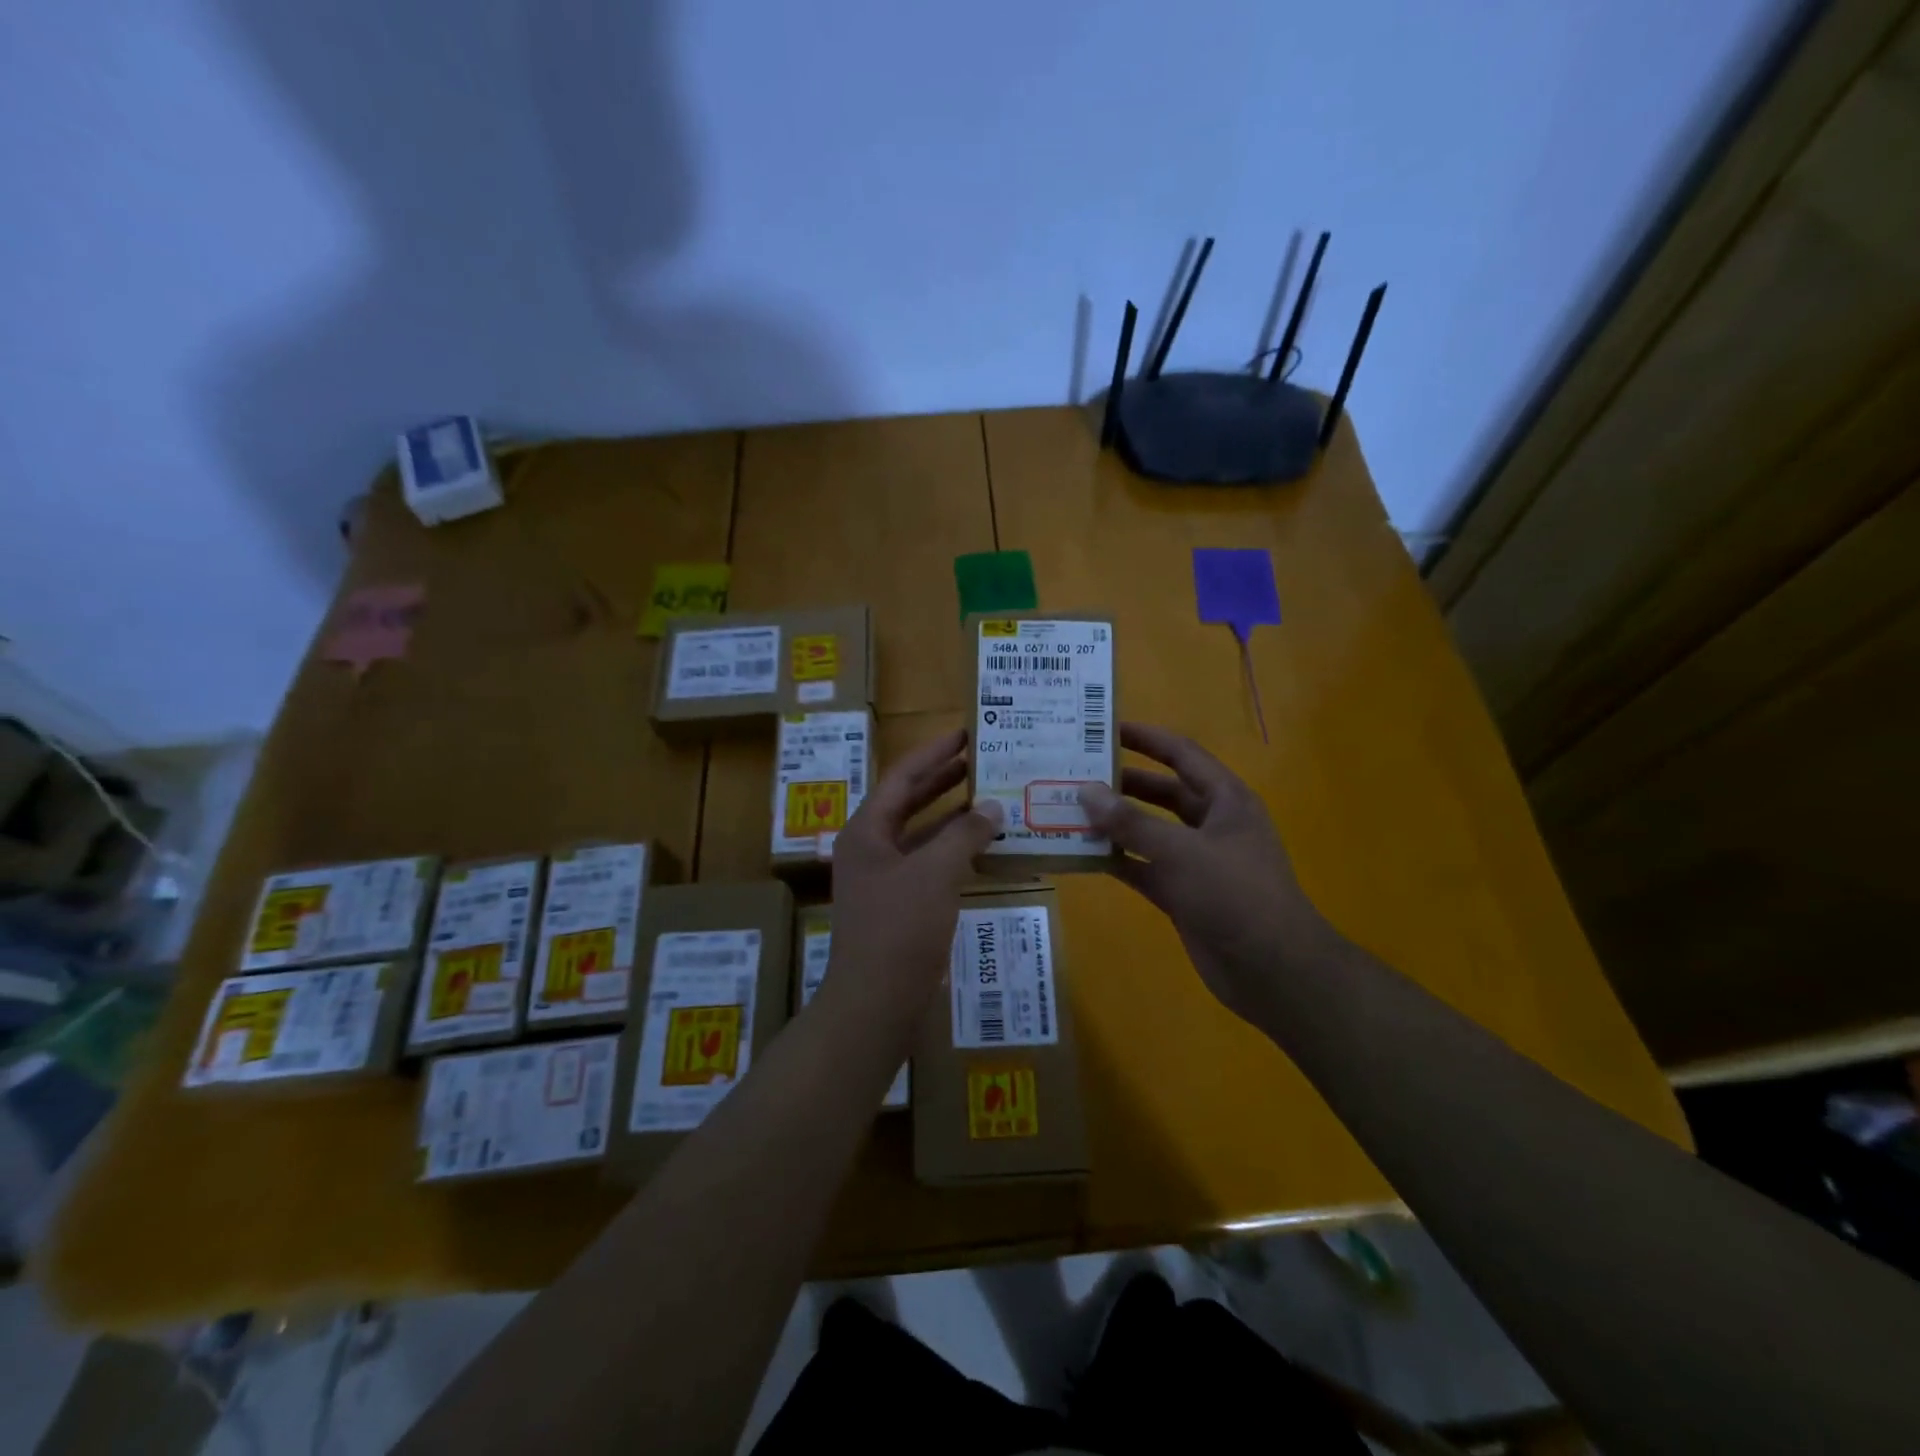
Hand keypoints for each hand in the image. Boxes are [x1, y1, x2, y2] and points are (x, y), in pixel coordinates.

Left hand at [829, 728, 1003, 1012]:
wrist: (875, 1003)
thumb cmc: (899, 930)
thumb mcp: (934, 874)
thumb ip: (964, 834)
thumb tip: (991, 806)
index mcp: (866, 831)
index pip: (901, 777)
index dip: (933, 753)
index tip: (965, 732)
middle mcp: (870, 848)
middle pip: (908, 801)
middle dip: (943, 779)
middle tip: (980, 758)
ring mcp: (883, 879)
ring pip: (921, 834)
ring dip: (952, 816)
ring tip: (989, 794)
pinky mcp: (900, 905)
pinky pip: (929, 864)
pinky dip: (954, 851)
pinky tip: (984, 846)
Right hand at [1079, 722, 1329, 1022]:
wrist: (1272, 970)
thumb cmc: (1234, 895)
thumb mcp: (1181, 852)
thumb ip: (1131, 822)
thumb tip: (1086, 791)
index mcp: (1225, 800)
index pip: (1182, 755)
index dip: (1146, 738)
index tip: (1105, 727)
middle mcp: (1211, 824)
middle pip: (1162, 792)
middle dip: (1123, 783)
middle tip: (1077, 772)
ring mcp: (1196, 861)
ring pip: (1149, 831)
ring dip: (1115, 823)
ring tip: (1070, 810)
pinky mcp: (1182, 893)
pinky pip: (1143, 867)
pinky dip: (1117, 861)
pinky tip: (1082, 854)